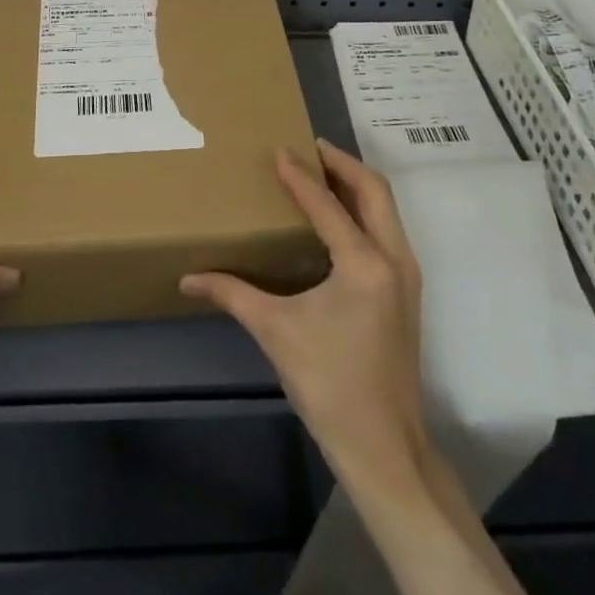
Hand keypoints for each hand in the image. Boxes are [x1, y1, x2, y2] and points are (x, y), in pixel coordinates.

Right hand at [181, 139, 428, 487]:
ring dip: (356, 184)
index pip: (327, 204)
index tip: (279, 150)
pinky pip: (388, 229)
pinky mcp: (407, 290)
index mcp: (364, 263)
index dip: (300, 176)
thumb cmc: (328, 384)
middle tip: (310, 148)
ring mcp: (407, 274)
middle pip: (374, 190)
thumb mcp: (276, 331)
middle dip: (342, 164)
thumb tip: (188, 279)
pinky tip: (338, 217)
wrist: (384, 446)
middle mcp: (394, 258)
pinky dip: (365, 210)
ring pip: (387, 209)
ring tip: (323, 172)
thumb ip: (232, 294)